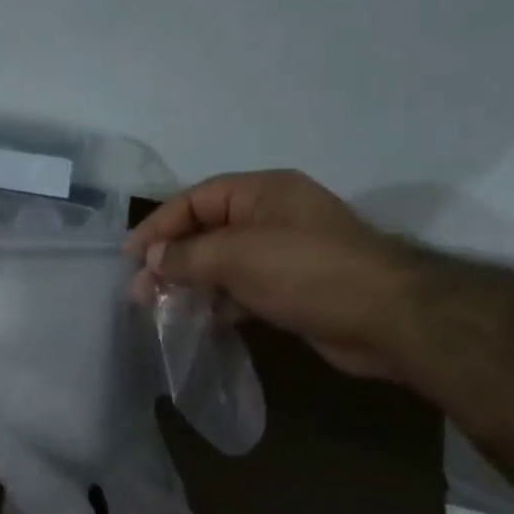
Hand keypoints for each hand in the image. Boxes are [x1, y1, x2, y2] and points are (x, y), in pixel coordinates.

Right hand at [125, 170, 415, 378]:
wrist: (384, 317)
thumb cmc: (306, 272)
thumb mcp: (238, 256)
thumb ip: (188, 255)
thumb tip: (151, 260)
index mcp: (262, 192)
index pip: (196, 199)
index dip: (159, 225)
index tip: (129, 258)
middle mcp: (271, 217)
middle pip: (207, 231)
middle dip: (171, 259)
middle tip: (140, 293)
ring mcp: (283, 254)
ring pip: (223, 264)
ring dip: (192, 284)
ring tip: (161, 310)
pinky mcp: (291, 289)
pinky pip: (242, 289)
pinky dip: (219, 302)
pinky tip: (199, 320)